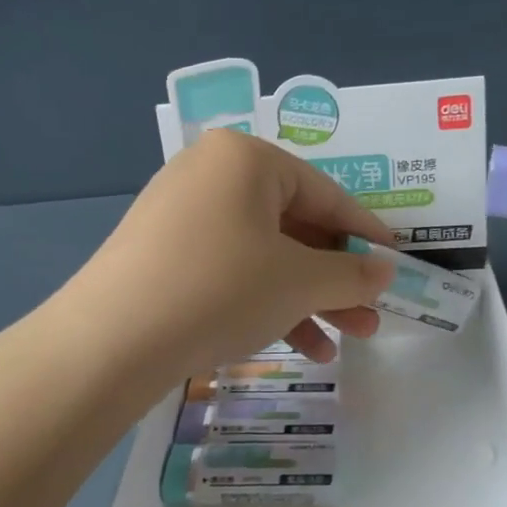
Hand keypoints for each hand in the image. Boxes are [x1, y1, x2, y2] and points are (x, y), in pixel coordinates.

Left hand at [60, 129, 397, 379]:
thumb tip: (383, 271)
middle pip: (294, 228)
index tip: (395, 267)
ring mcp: (181, 216)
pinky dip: (264, 304)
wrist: (110, 340)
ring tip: (339, 345)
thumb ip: (351, 274)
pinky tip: (296, 347)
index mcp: (246, 160)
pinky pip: (230, 272)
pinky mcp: (162, 256)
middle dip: (335, 280)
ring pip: (263, 256)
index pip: (326, 195)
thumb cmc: (220, 289)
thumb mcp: (299, 282)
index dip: (366, 235)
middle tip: (369, 320)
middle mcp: (211, 175)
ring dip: (305, 301)